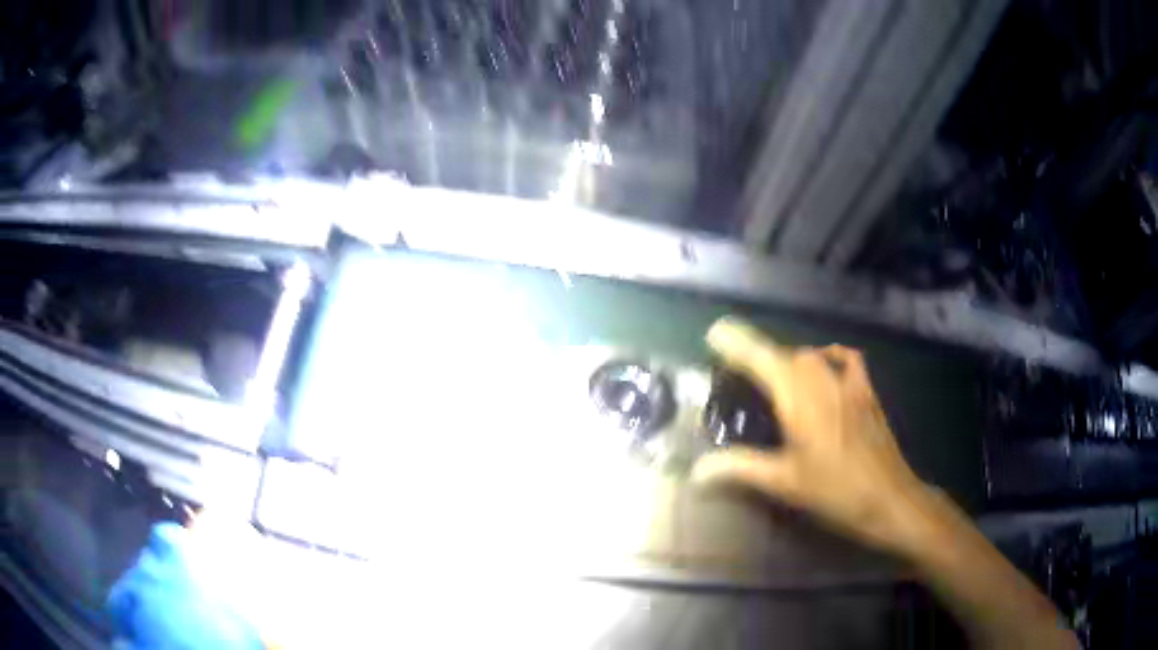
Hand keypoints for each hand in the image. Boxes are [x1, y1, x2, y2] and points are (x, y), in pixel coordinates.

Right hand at [693, 317, 929, 552]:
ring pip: (811, 356)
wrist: (889, 497)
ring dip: (787, 359)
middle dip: (758, 355)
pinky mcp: (866, 391)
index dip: (737, 343)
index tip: (714, 332)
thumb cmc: (835, 491)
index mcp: (800, 400)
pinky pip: (845, 359)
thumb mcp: (784, 482)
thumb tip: (697, 471)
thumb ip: (740, 468)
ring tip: (773, 376)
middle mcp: (823, 381)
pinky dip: (829, 355)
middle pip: (784, 355)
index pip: (762, 360)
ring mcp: (849, 383)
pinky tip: (824, 366)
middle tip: (737, 371)